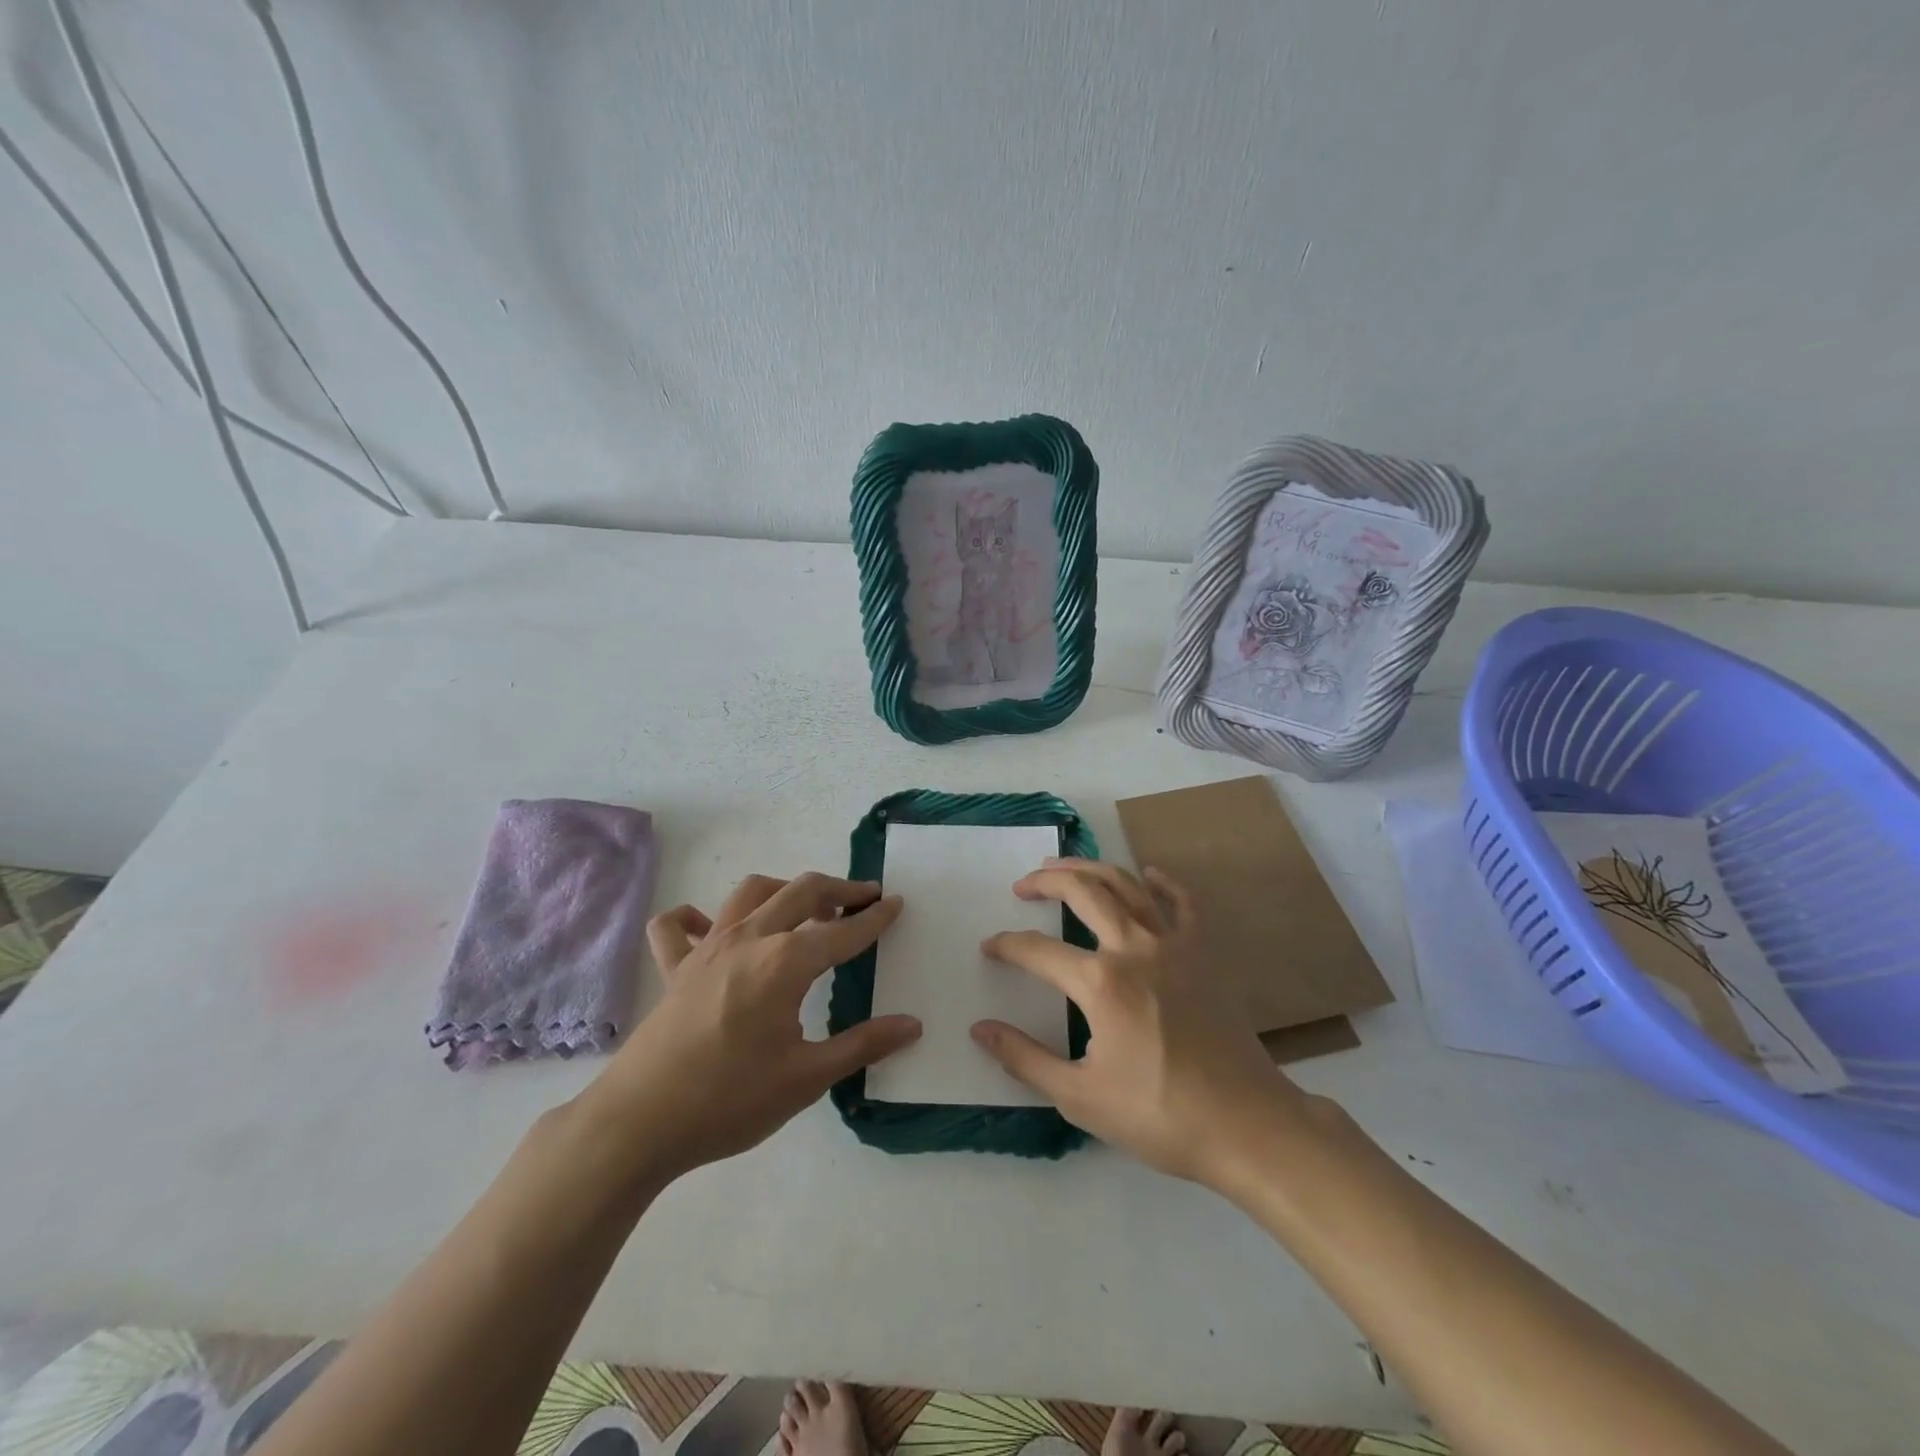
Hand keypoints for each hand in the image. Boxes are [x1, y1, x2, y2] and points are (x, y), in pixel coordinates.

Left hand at [574, 873, 919, 1186]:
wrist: (638, 1124)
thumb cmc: (730, 1101)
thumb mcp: (807, 1079)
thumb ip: (863, 1045)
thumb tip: (913, 1025)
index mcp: (785, 961)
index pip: (843, 931)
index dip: (875, 917)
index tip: (897, 904)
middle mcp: (749, 939)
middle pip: (801, 891)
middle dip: (839, 888)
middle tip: (864, 896)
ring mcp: (706, 948)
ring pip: (750, 893)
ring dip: (784, 890)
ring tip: (804, 907)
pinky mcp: (673, 968)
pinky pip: (678, 926)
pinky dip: (696, 917)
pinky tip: (710, 928)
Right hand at [971, 858, 1309, 1187]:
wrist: (1246, 1125)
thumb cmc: (1159, 1115)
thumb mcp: (1079, 1096)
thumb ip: (1024, 1058)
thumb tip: (980, 1029)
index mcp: (1100, 982)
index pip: (1037, 951)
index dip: (1007, 946)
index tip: (989, 947)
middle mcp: (1133, 947)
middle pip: (1082, 892)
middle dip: (1046, 881)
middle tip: (1023, 885)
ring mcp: (1173, 944)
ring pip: (1126, 884)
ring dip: (1090, 868)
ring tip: (1065, 865)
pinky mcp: (1204, 952)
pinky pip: (1182, 902)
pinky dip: (1162, 882)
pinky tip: (1148, 873)